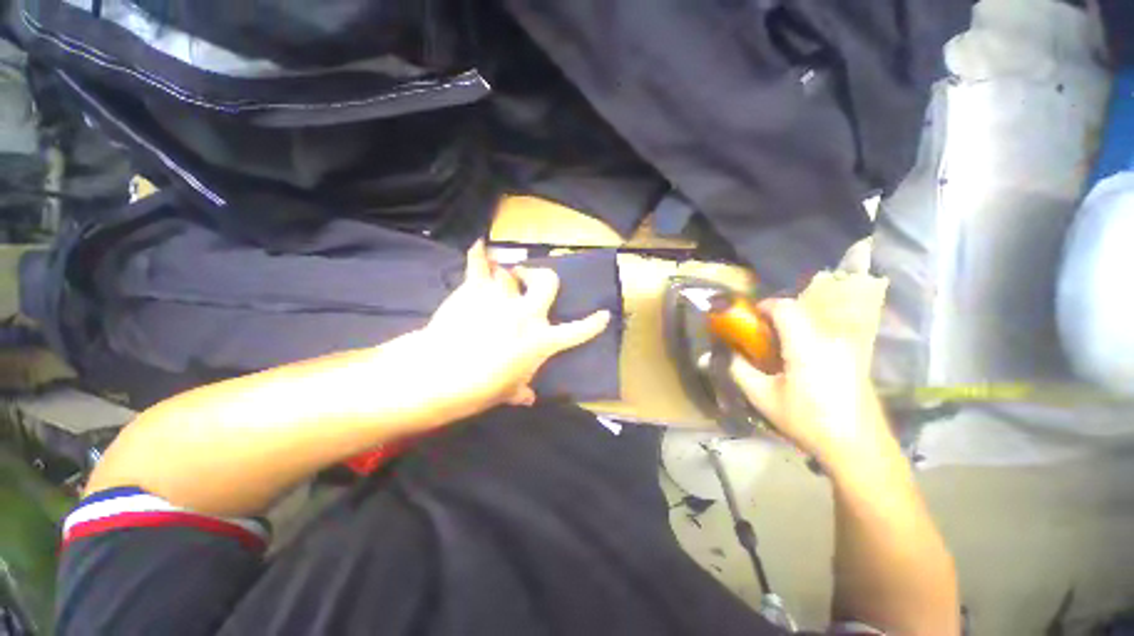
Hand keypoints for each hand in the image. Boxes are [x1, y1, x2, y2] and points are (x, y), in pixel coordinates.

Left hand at [421, 241, 610, 412]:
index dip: (593, 324)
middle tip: (530, 278)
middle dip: (542, 276)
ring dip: (504, 275)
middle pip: (547, 282)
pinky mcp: (477, 289)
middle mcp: (528, 313)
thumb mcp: (507, 392)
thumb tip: (528, 398)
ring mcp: (503, 298)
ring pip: (509, 273)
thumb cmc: (481, 389)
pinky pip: (479, 264)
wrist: (443, 373)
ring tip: (495, 280)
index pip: (576, 332)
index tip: (603, 314)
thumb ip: (521, 391)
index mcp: (541, 341)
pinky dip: (478, 253)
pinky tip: (478, 246)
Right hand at [730, 298, 892, 467]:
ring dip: (790, 327)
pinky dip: (805, 337)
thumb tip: (720, 354)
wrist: (859, 448)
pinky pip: (824, 334)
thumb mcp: (762, 397)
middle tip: (757, 337)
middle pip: (799, 311)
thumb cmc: (807, 421)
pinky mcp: (854, 357)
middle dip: (774, 318)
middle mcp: (830, 337)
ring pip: (812, 322)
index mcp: (806, 343)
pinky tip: (798, 363)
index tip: (748, 319)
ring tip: (775, 351)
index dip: (763, 306)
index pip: (784, 306)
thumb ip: (738, 370)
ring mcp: (846, 346)